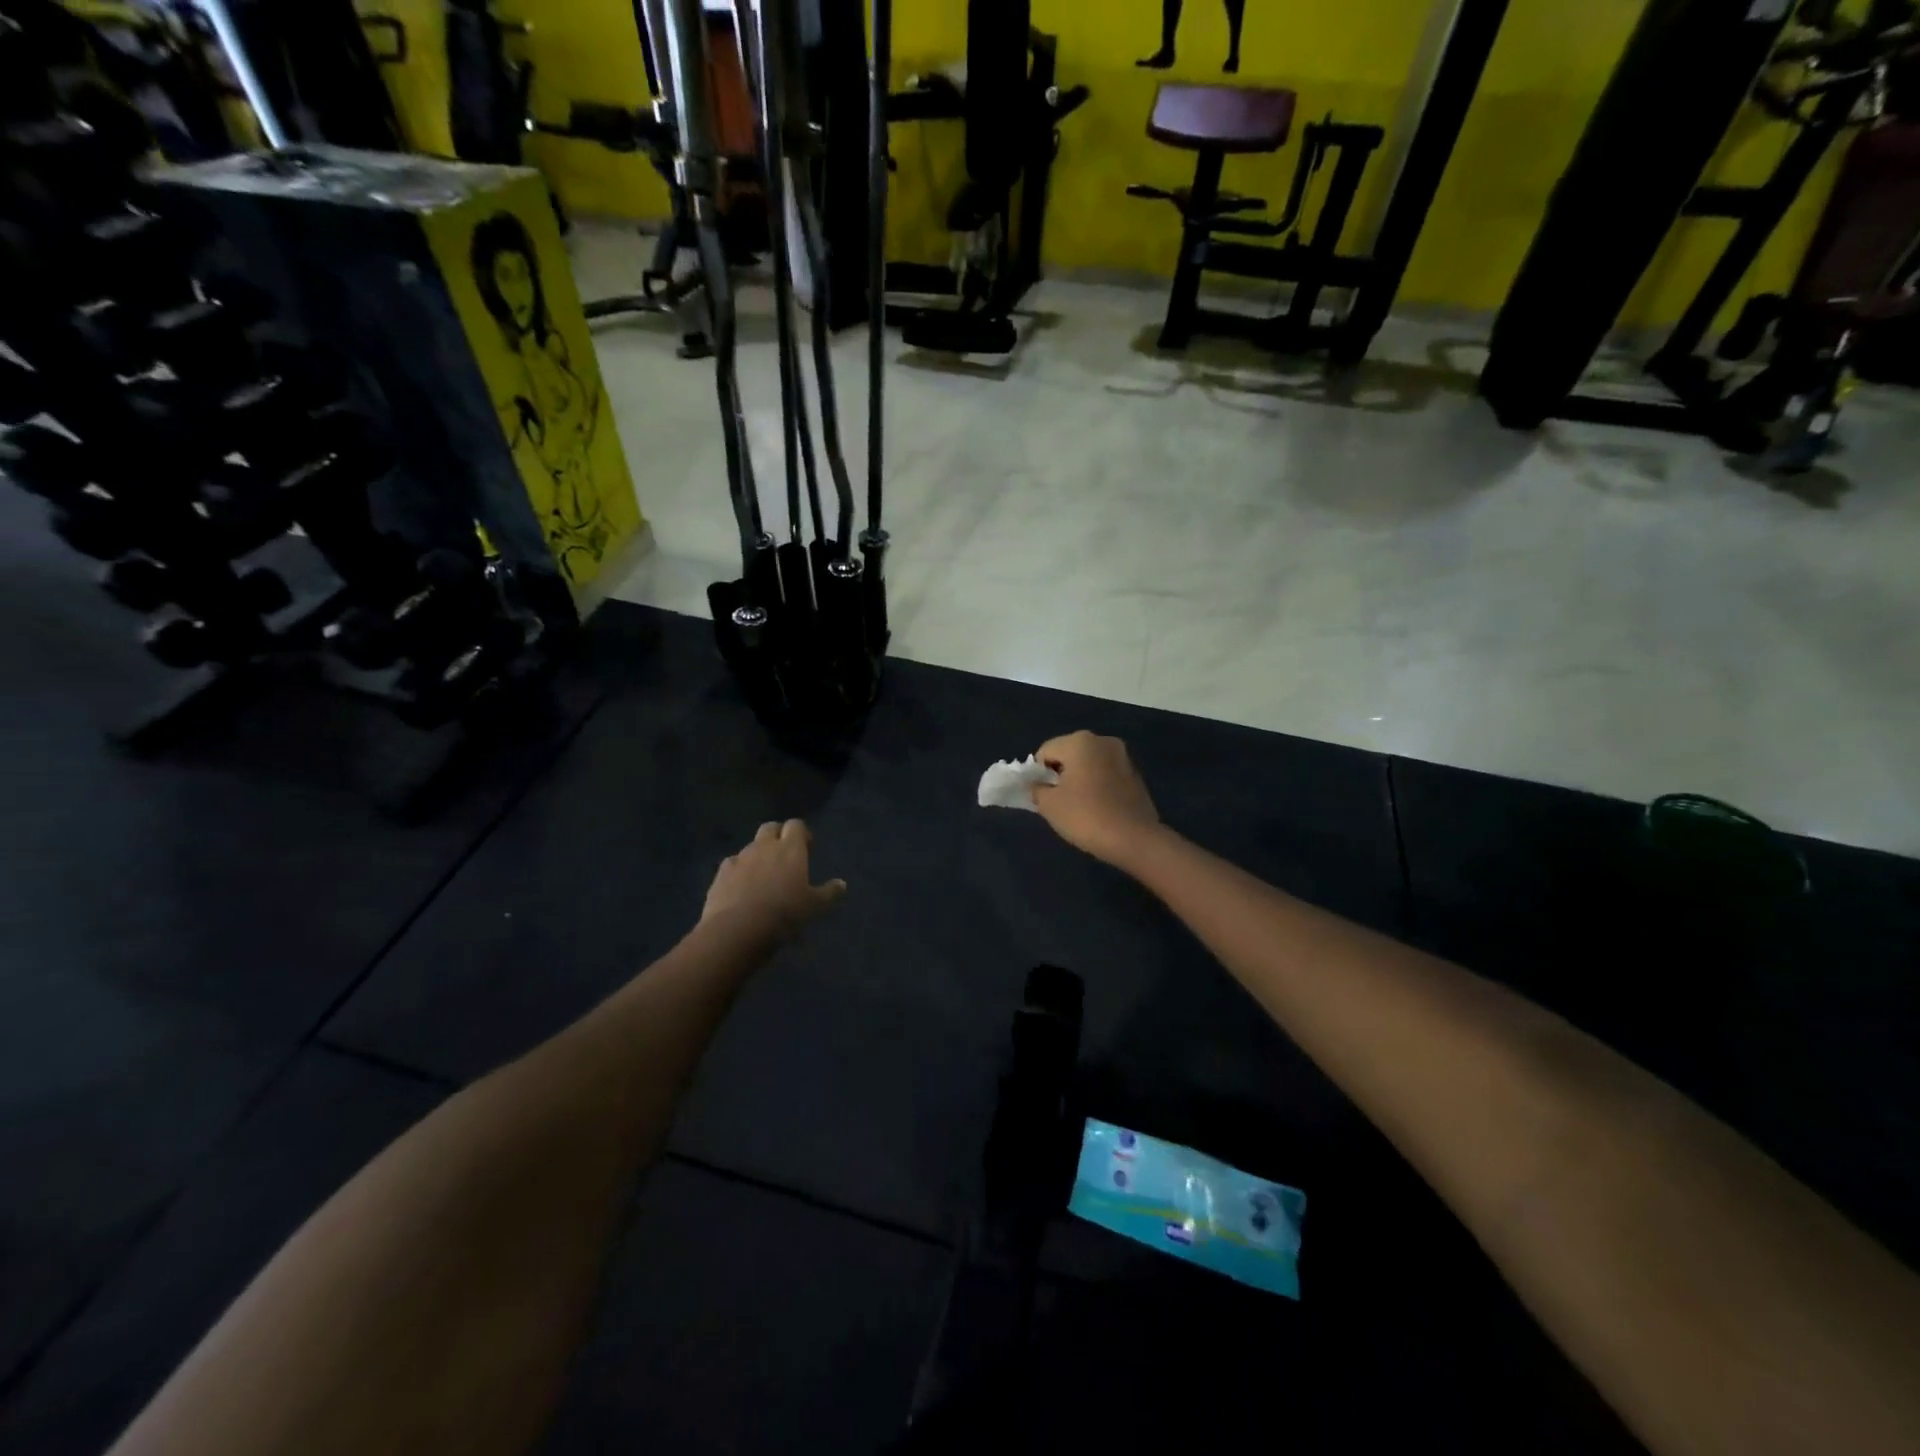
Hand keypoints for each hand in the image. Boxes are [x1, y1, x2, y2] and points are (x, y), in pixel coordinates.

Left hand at [702, 820, 846, 939]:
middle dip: (778, 836)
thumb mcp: (814, 907)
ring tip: (763, 876)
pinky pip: (732, 865)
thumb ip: (829, 893)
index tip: (807, 848)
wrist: (737, 930)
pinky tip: (741, 888)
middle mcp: (764, 846)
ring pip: (750, 846)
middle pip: (770, 828)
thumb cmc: (784, 914)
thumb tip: (842, 884)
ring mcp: (740, 858)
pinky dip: (739, 871)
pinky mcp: (720, 874)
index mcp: (790, 849)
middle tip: (785, 856)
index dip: (802, 834)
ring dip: (758, 855)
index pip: (796, 825)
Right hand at [1030, 731, 1162, 865]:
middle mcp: (1103, 741)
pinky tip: (1098, 807)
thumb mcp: (1049, 805)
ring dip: (1079, 779)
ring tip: (1080, 806)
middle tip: (1059, 802)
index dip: (1038, 774)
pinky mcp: (1136, 773)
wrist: (1134, 839)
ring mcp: (1123, 756)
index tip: (1043, 796)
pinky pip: (1106, 774)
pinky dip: (1097, 785)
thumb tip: (1039, 785)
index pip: (1045, 752)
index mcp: (1079, 741)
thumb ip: (1036, 788)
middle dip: (1060, 774)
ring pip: (1089, 764)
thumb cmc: (1086, 816)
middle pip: (1068, 754)